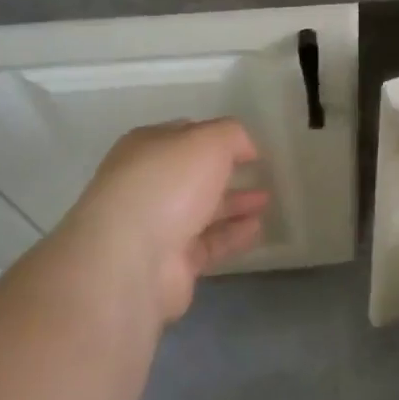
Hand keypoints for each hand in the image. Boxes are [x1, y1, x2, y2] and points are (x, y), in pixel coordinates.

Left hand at [58, 120, 268, 322]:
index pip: (184, 135)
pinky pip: (208, 244)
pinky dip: (232, 235)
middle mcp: (147, 185)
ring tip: (267, 201)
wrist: (131, 259)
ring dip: (234, 204)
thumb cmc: (168, 184)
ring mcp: (155, 227)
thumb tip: (245, 147)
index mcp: (146, 148)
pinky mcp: (169, 264)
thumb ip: (232, 135)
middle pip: (193, 175)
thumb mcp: (209, 140)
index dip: (216, 137)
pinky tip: (257, 228)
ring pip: (202, 211)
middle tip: (260, 174)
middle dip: (226, 173)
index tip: (246, 146)